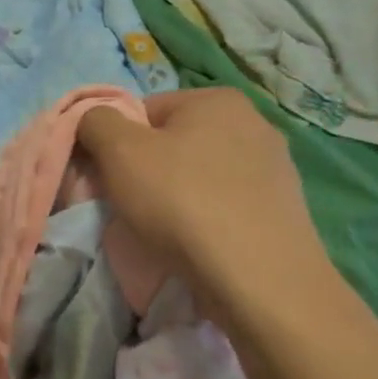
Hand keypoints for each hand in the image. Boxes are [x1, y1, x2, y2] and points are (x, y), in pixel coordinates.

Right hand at [77, 88, 325, 305]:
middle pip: (173, 142)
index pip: (144, 111)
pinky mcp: (284, 210)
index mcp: (216, 99)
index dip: (117, 143)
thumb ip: (95, 122)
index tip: (109, 178)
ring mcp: (275, 168)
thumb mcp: (118, 151)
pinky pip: (225, 204)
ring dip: (175, 196)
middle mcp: (254, 123)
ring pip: (199, 175)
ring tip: (163, 230)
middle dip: (147, 170)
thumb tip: (93, 120)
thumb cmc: (181, 201)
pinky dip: (205, 218)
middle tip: (130, 205)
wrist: (257, 279)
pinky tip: (197, 243)